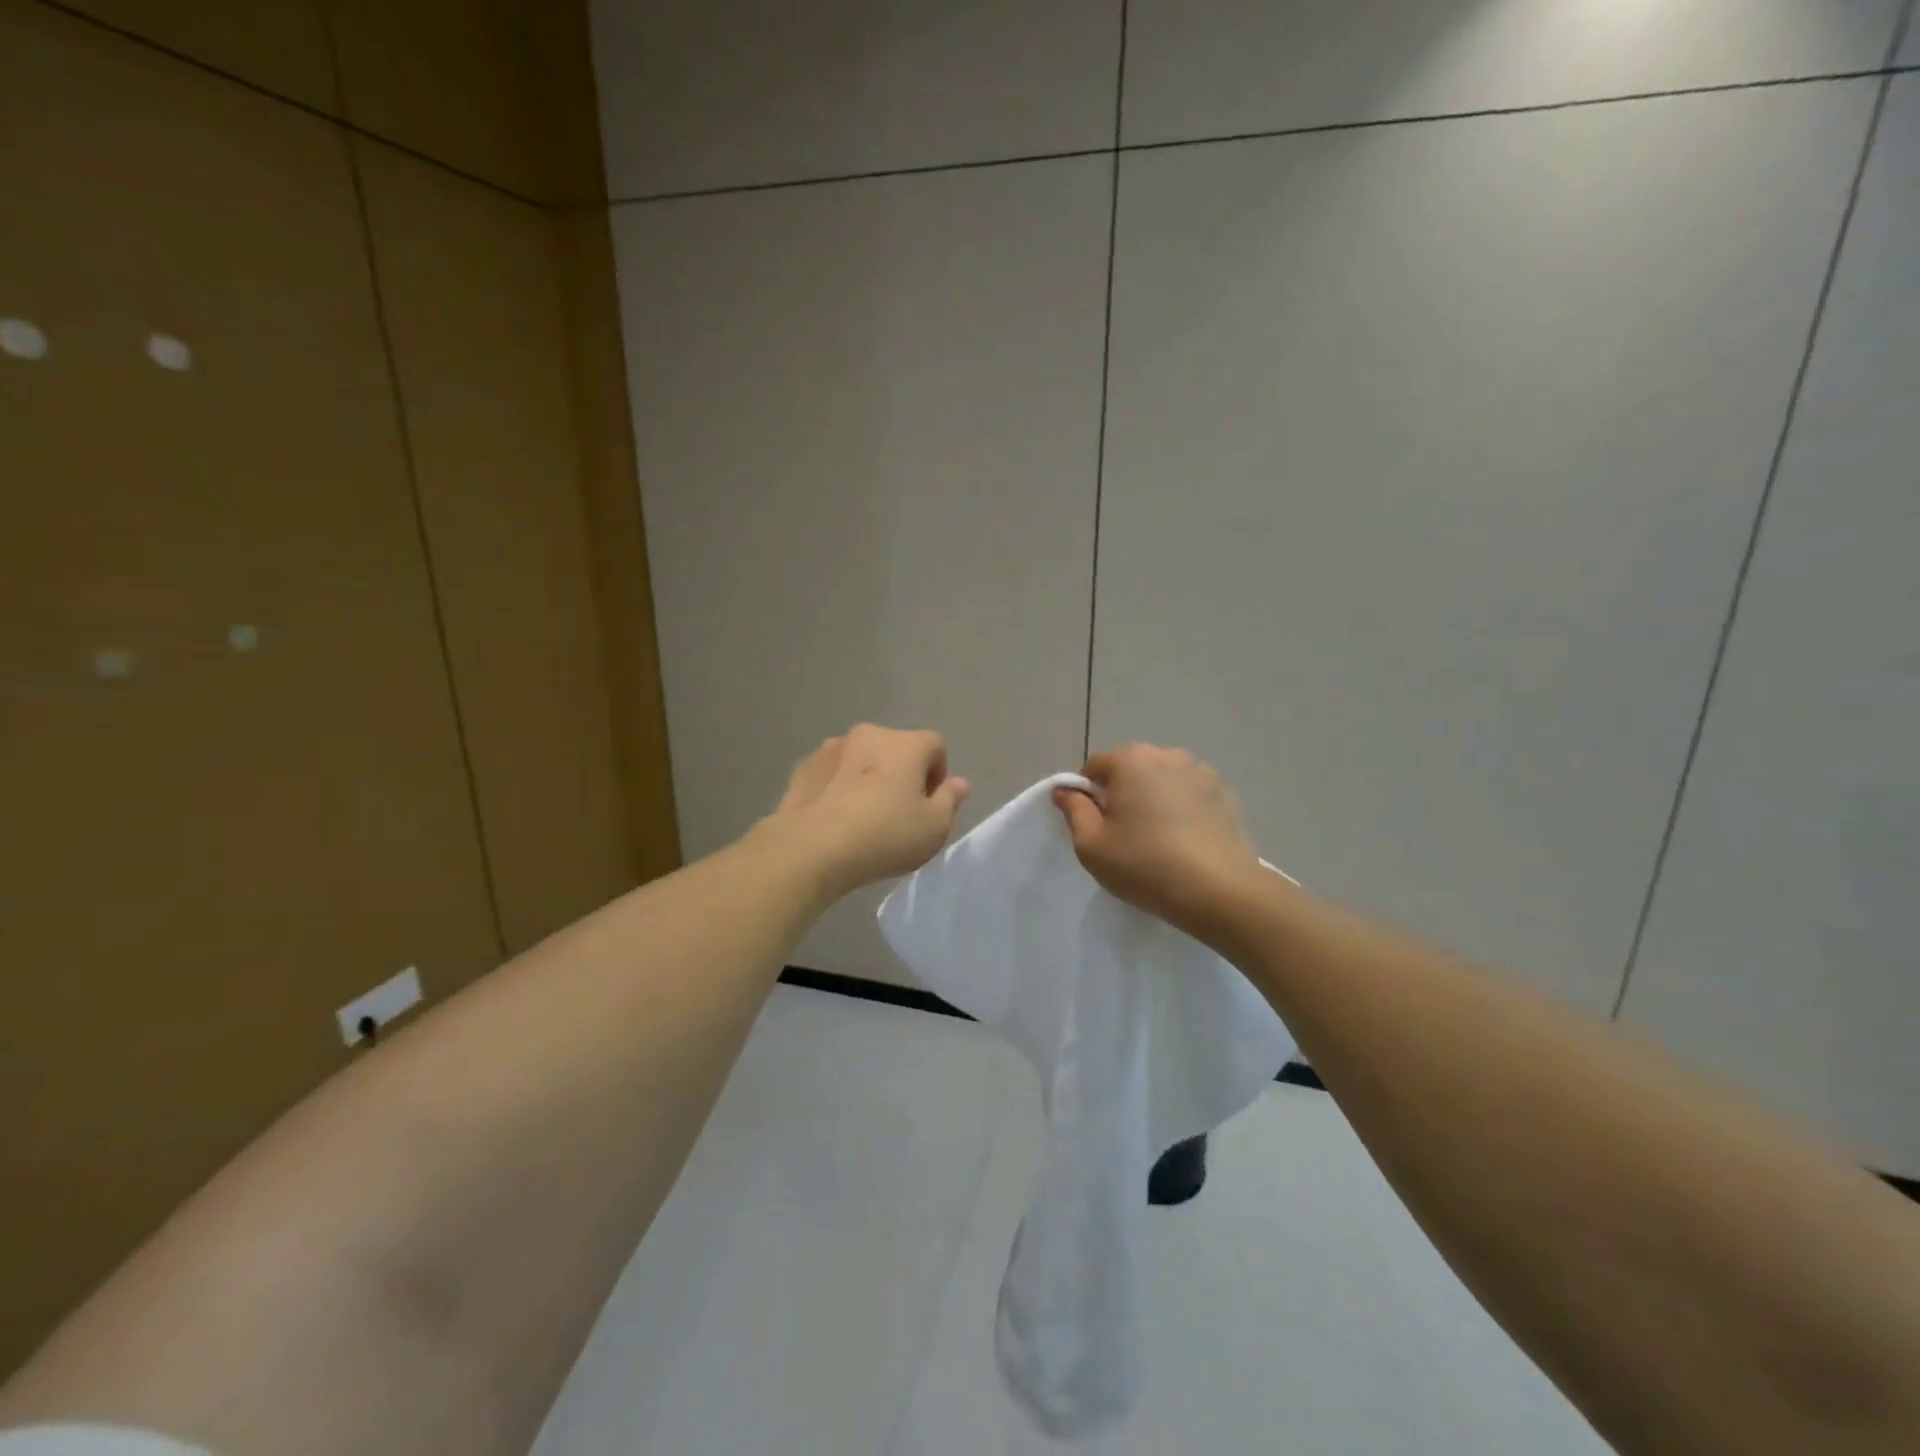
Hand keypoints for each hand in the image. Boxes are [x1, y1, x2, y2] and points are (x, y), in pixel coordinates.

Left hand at [768, 724, 970, 897]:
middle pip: (897, 749)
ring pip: (862, 759)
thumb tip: (959, 783)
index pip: (936, 746)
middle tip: (898, 813)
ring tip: (863, 817)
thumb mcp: (934, 828)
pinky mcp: (803, 767)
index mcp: (906, 744)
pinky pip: (833, 773)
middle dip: (902, 774)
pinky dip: (839, 787)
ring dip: (868, 777)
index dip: (938, 774)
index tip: (929, 806)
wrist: (811, 848)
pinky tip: (836, 819)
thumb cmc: (884, 836)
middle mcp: (869, 734)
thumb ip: (950, 800)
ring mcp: (832, 748)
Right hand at [1053, 744, 1259, 940]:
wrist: (1219, 891)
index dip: (1088, 796)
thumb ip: (1073, 810)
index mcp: (1130, 760)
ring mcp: (1202, 772)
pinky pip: (1191, 796)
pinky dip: (1183, 810)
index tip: (1095, 827)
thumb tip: (1065, 790)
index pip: (1095, 767)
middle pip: (1131, 769)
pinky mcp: (1226, 794)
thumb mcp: (1091, 845)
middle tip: (1124, 836)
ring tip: (1158, 840)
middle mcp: (1167, 755)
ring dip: (1154, 800)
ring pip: (1163, 781)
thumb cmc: (1144, 865)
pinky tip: (1185, 842)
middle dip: (1123, 794)